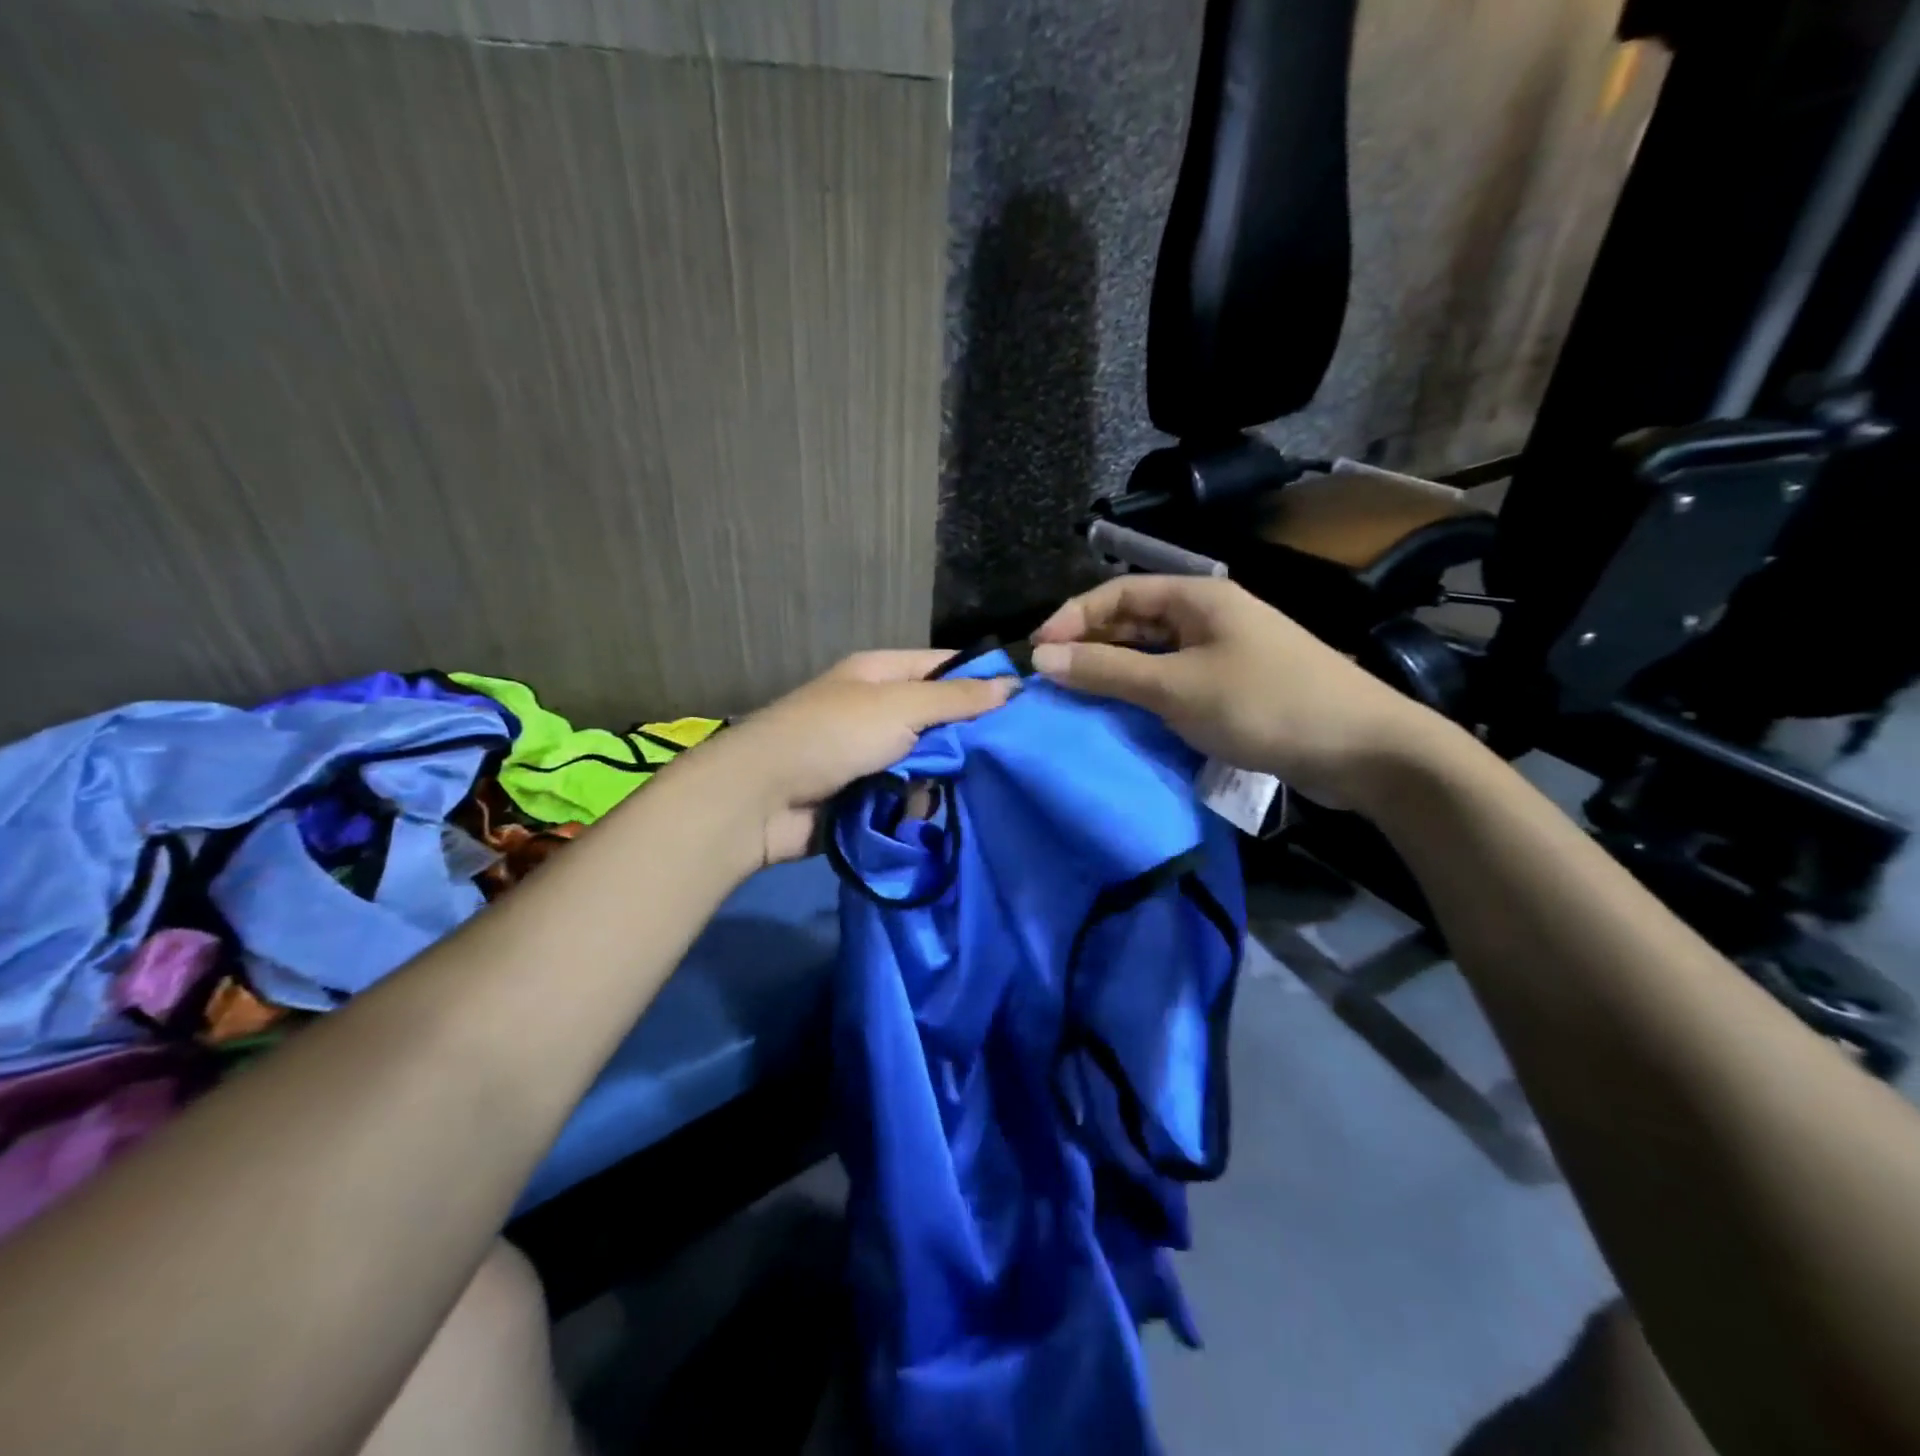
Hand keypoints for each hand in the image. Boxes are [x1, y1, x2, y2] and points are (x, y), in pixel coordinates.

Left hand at [710, 650, 1016, 864]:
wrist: (761, 799)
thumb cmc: (833, 736)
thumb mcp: (900, 706)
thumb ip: (956, 699)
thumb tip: (1012, 685)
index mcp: (880, 674)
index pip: (945, 668)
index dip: (982, 683)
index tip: (1025, 706)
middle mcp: (876, 709)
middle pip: (938, 720)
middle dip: (963, 741)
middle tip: (997, 760)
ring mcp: (869, 755)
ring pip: (927, 763)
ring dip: (936, 780)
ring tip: (944, 792)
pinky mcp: (863, 795)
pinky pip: (906, 795)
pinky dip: (914, 805)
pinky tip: (919, 815)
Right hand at [1030, 575, 1444, 810]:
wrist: (1362, 749)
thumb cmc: (1264, 704)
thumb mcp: (1175, 687)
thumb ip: (1107, 670)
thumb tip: (1042, 657)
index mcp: (1197, 597)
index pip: (1118, 592)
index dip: (1072, 617)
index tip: (1036, 653)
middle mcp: (1208, 615)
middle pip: (1134, 619)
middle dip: (1090, 644)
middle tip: (1052, 680)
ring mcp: (1224, 652)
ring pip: (1153, 653)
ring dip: (1115, 671)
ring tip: (1078, 699)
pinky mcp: (1234, 686)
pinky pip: (1174, 680)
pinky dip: (1144, 693)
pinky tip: (1125, 715)